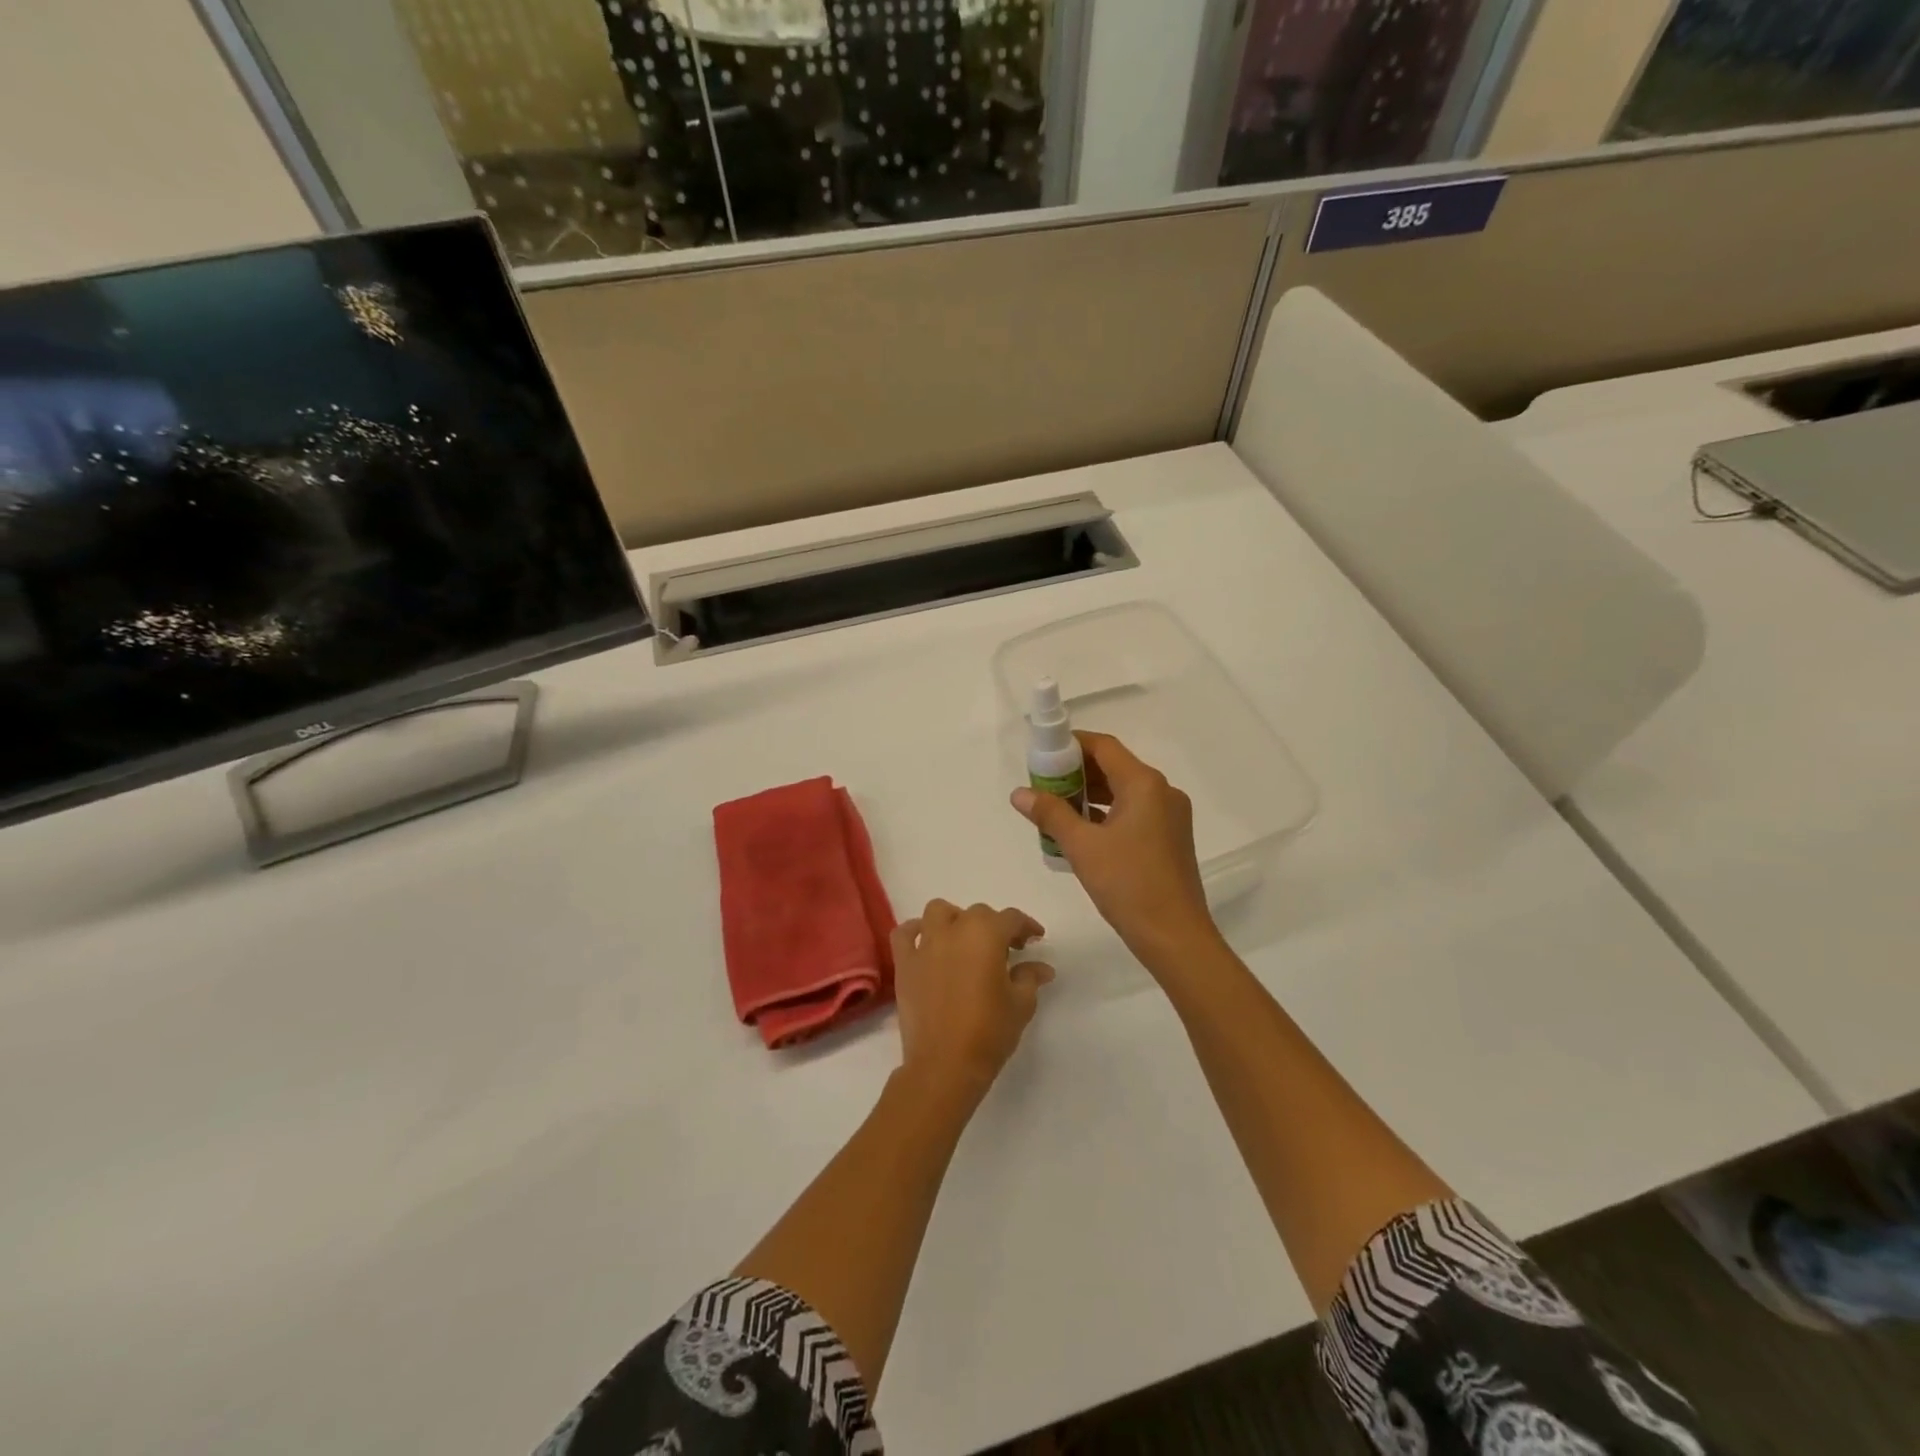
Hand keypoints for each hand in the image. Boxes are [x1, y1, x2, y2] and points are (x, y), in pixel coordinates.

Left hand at [891, 900, 1053, 1103]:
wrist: (944, 1065)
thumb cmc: (989, 1032)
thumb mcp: (1021, 1004)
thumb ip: (1030, 977)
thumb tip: (1042, 967)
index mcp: (986, 934)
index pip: (1011, 918)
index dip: (1026, 926)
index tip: (1035, 939)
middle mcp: (954, 930)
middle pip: (977, 914)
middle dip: (994, 927)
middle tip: (1006, 951)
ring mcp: (925, 945)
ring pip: (939, 912)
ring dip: (955, 920)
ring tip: (965, 941)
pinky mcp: (904, 963)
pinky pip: (905, 934)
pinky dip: (915, 932)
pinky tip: (927, 943)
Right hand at [1010, 732, 1221, 970]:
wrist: (1175, 936)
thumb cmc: (1128, 885)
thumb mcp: (1082, 847)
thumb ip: (1050, 814)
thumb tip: (1019, 793)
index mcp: (1144, 784)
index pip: (1104, 746)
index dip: (1071, 744)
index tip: (1042, 753)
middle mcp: (1162, 792)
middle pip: (1114, 766)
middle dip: (1077, 772)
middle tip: (1043, 784)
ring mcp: (1170, 816)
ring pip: (1124, 791)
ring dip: (1090, 794)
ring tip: (1055, 808)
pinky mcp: (1170, 838)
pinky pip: (1133, 812)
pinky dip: (1107, 813)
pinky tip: (1081, 831)